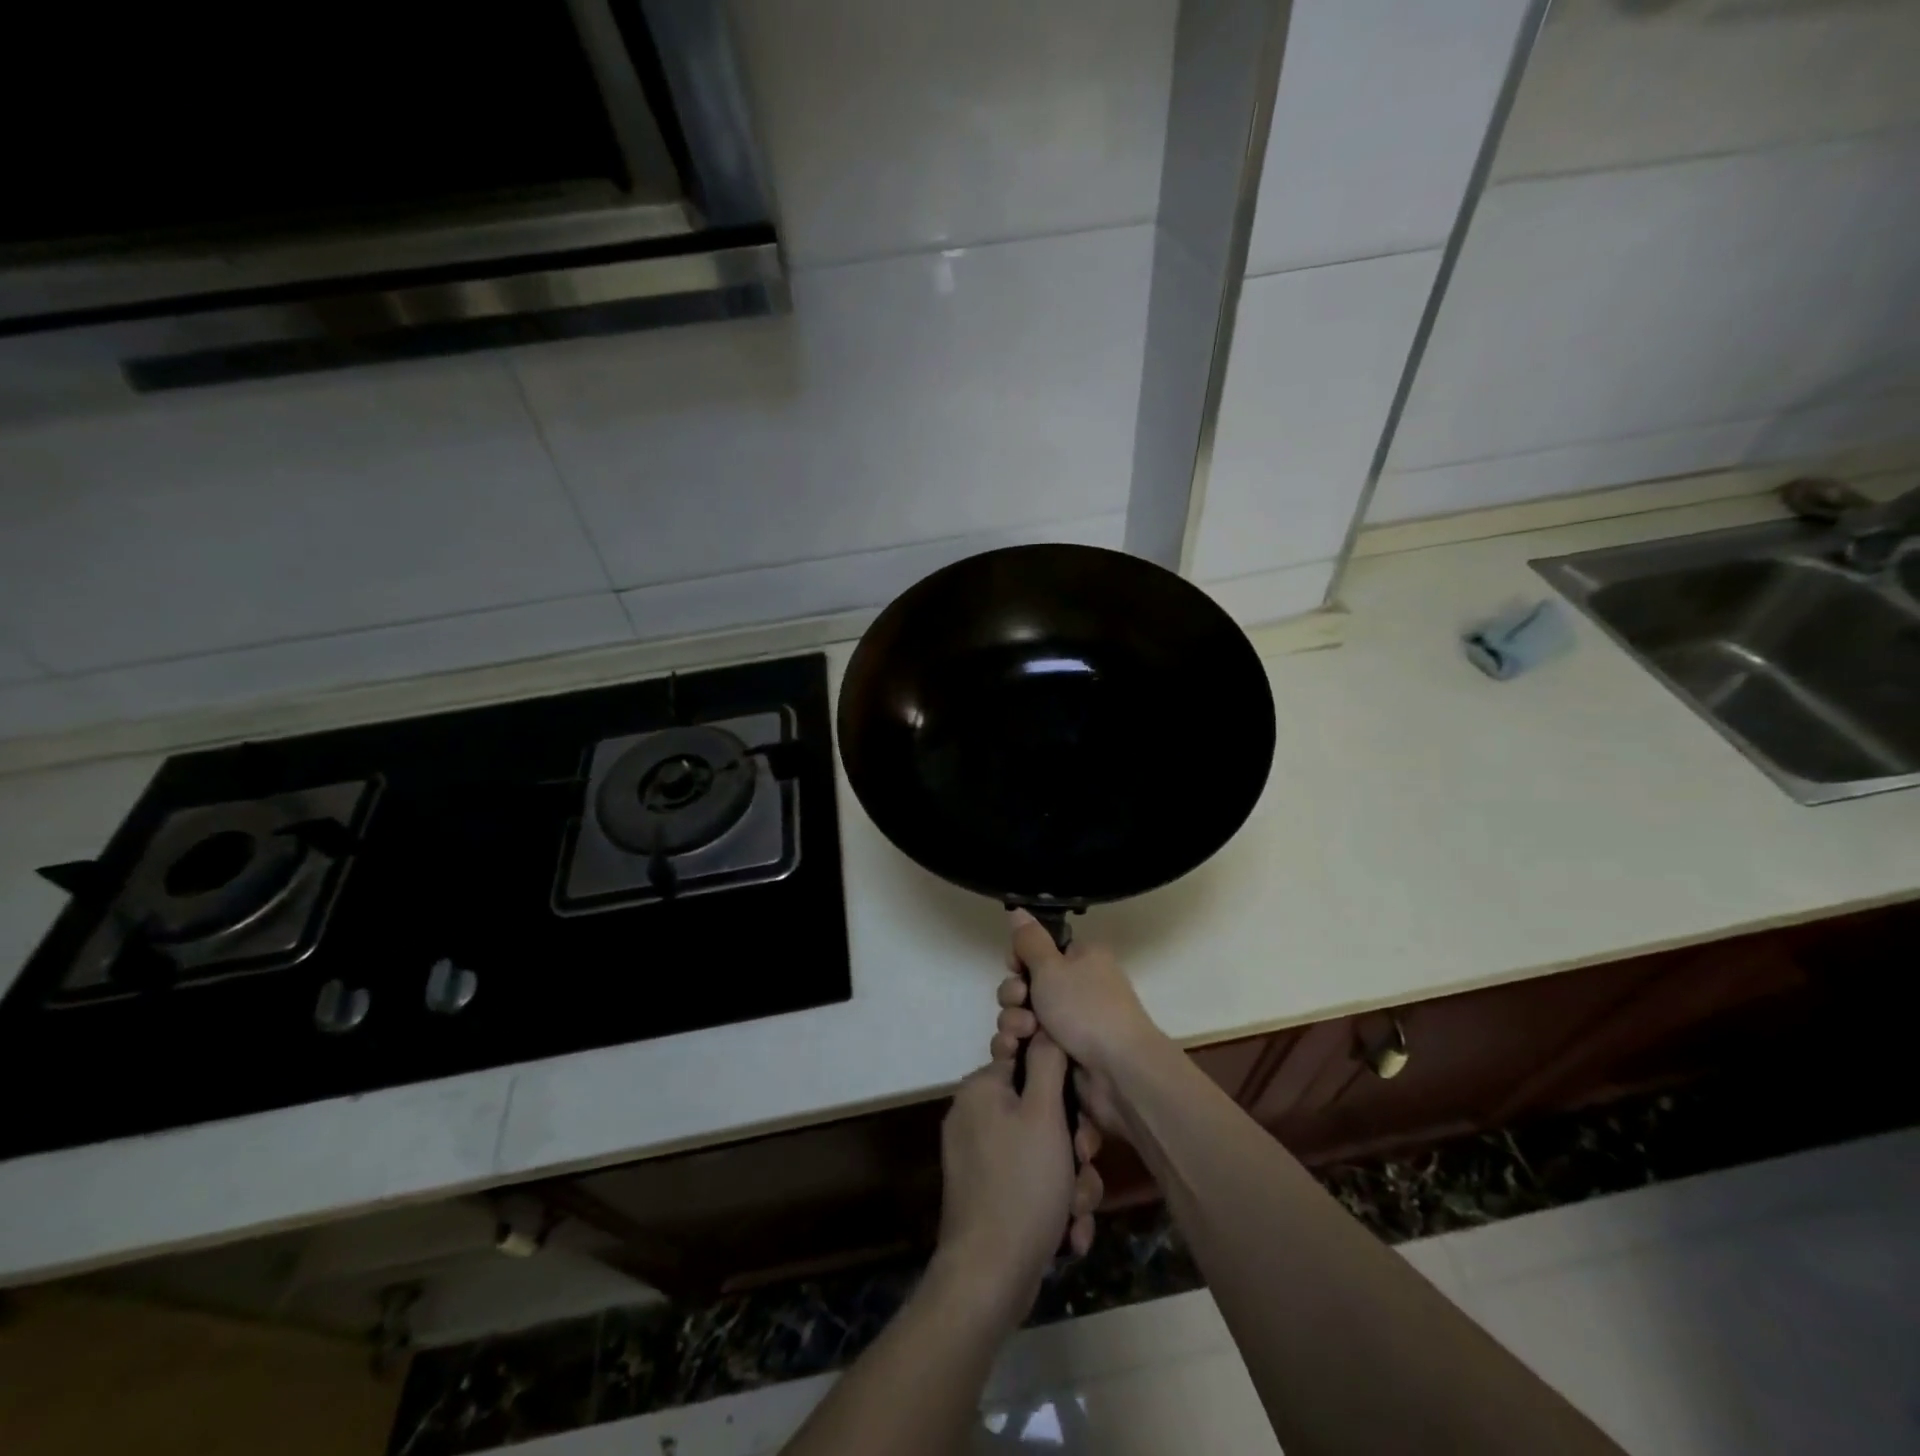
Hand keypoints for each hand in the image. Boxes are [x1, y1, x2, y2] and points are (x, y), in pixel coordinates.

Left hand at [934, 1035, 1104, 1323]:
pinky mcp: (988, 1193)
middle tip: (1082, 1164)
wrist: (989, 1276)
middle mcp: (975, 1116)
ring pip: (1043, 1152)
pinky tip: (1068, 1232)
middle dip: (1073, 1145)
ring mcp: (979, 1157)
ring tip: (1075, 1209)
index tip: (1081, 1118)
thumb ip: (1047, 1063)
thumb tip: (1045, 1027)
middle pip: (1041, 1112)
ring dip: (1070, 1181)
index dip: (1064, 1089)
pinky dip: (1053, 1204)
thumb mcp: (1044, 1115)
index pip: (1030, 1062)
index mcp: (982, 1089)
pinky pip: (1031, 1182)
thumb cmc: (1021, 1184)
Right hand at [990, 911, 1166, 1135]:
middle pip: (1027, 985)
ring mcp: (1071, 1024)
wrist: (1119, 1072)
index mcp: (1082, 959)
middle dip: (1013, 995)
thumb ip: (1029, 940)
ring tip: (1022, 1034)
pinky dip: (1020, 1046)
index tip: (1014, 968)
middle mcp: (1078, 988)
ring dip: (1014, 1022)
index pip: (1040, 951)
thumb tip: (1018, 909)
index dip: (1020, 960)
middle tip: (1019, 1002)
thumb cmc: (1086, 1009)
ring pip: (1024, 1016)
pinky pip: (1030, 1045)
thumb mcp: (1052, 966)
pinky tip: (1014, 1053)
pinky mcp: (1063, 1055)